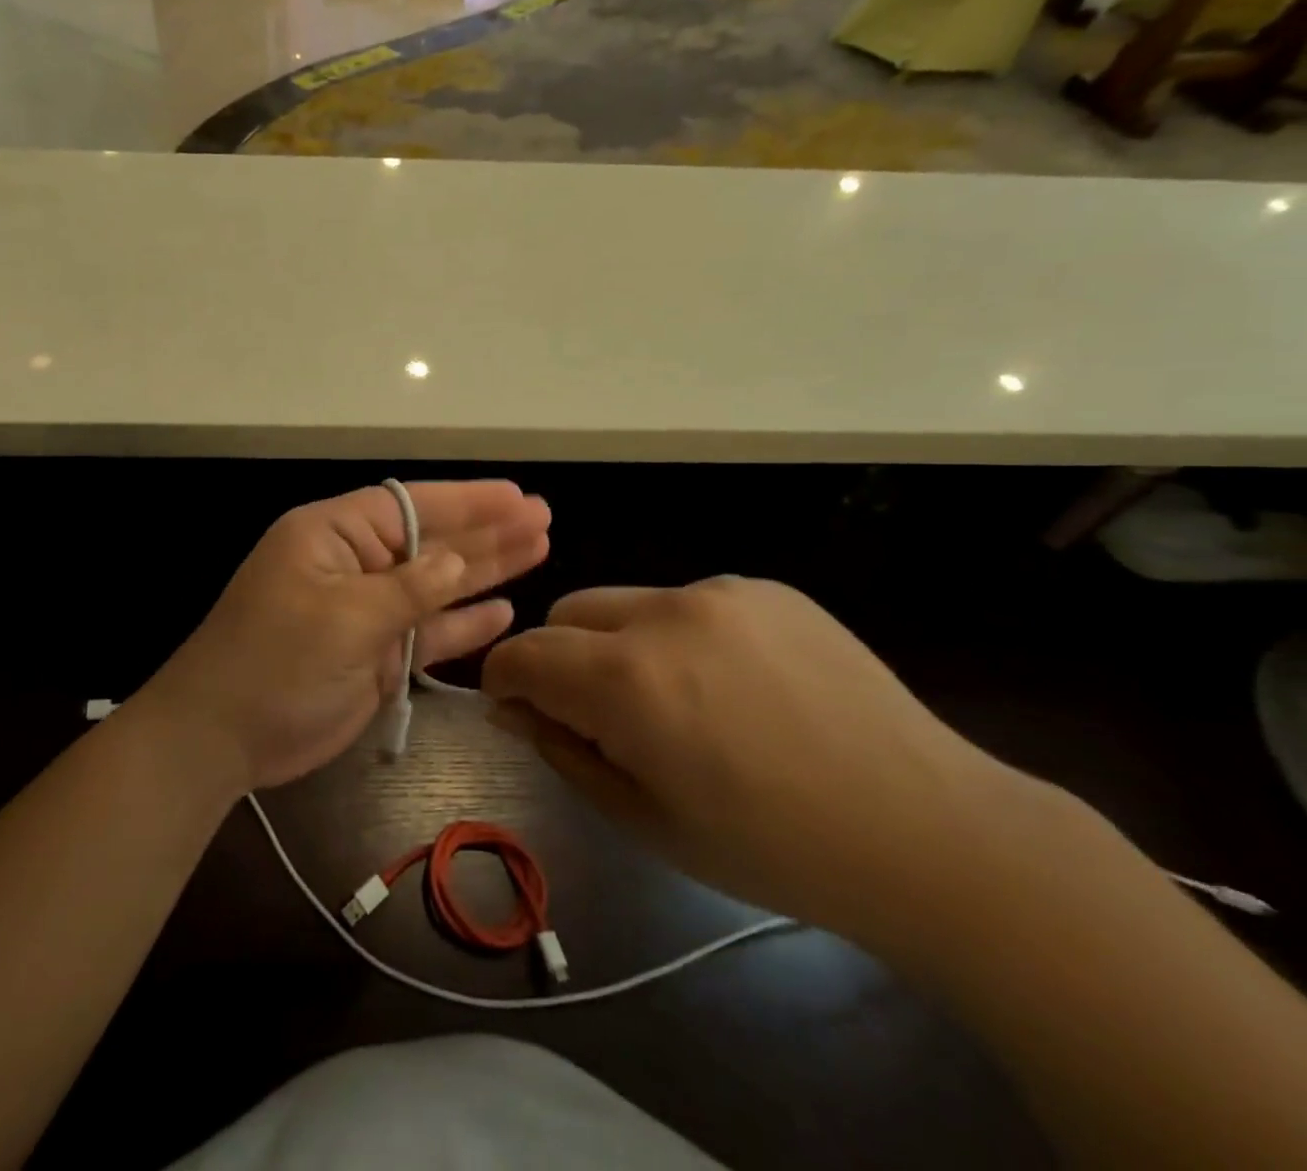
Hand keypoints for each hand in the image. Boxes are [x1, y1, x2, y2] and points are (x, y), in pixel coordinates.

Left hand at [147, 482, 550, 793]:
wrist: (221, 738)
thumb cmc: (274, 662)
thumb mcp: (343, 617)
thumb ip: (408, 588)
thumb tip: (460, 560)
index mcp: (333, 535)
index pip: (410, 506)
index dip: (466, 501)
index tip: (517, 497)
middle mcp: (354, 564)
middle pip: (431, 541)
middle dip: (485, 531)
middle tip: (543, 518)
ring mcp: (366, 611)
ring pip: (435, 585)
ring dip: (483, 570)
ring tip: (538, 549)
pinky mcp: (375, 654)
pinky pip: (427, 632)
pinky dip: (461, 623)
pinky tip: (503, 610)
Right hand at [482, 577, 1035, 944]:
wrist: (931, 833)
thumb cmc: (773, 848)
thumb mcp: (647, 819)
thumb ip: (564, 751)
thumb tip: (513, 708)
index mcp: (627, 680)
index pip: (522, 654)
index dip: (502, 680)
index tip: (512, 707)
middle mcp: (663, 614)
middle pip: (566, 613)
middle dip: (558, 658)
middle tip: (598, 715)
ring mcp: (718, 592)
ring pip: (624, 604)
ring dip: (619, 645)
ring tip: (676, 701)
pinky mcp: (763, 587)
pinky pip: (685, 602)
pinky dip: (678, 636)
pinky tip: (733, 685)